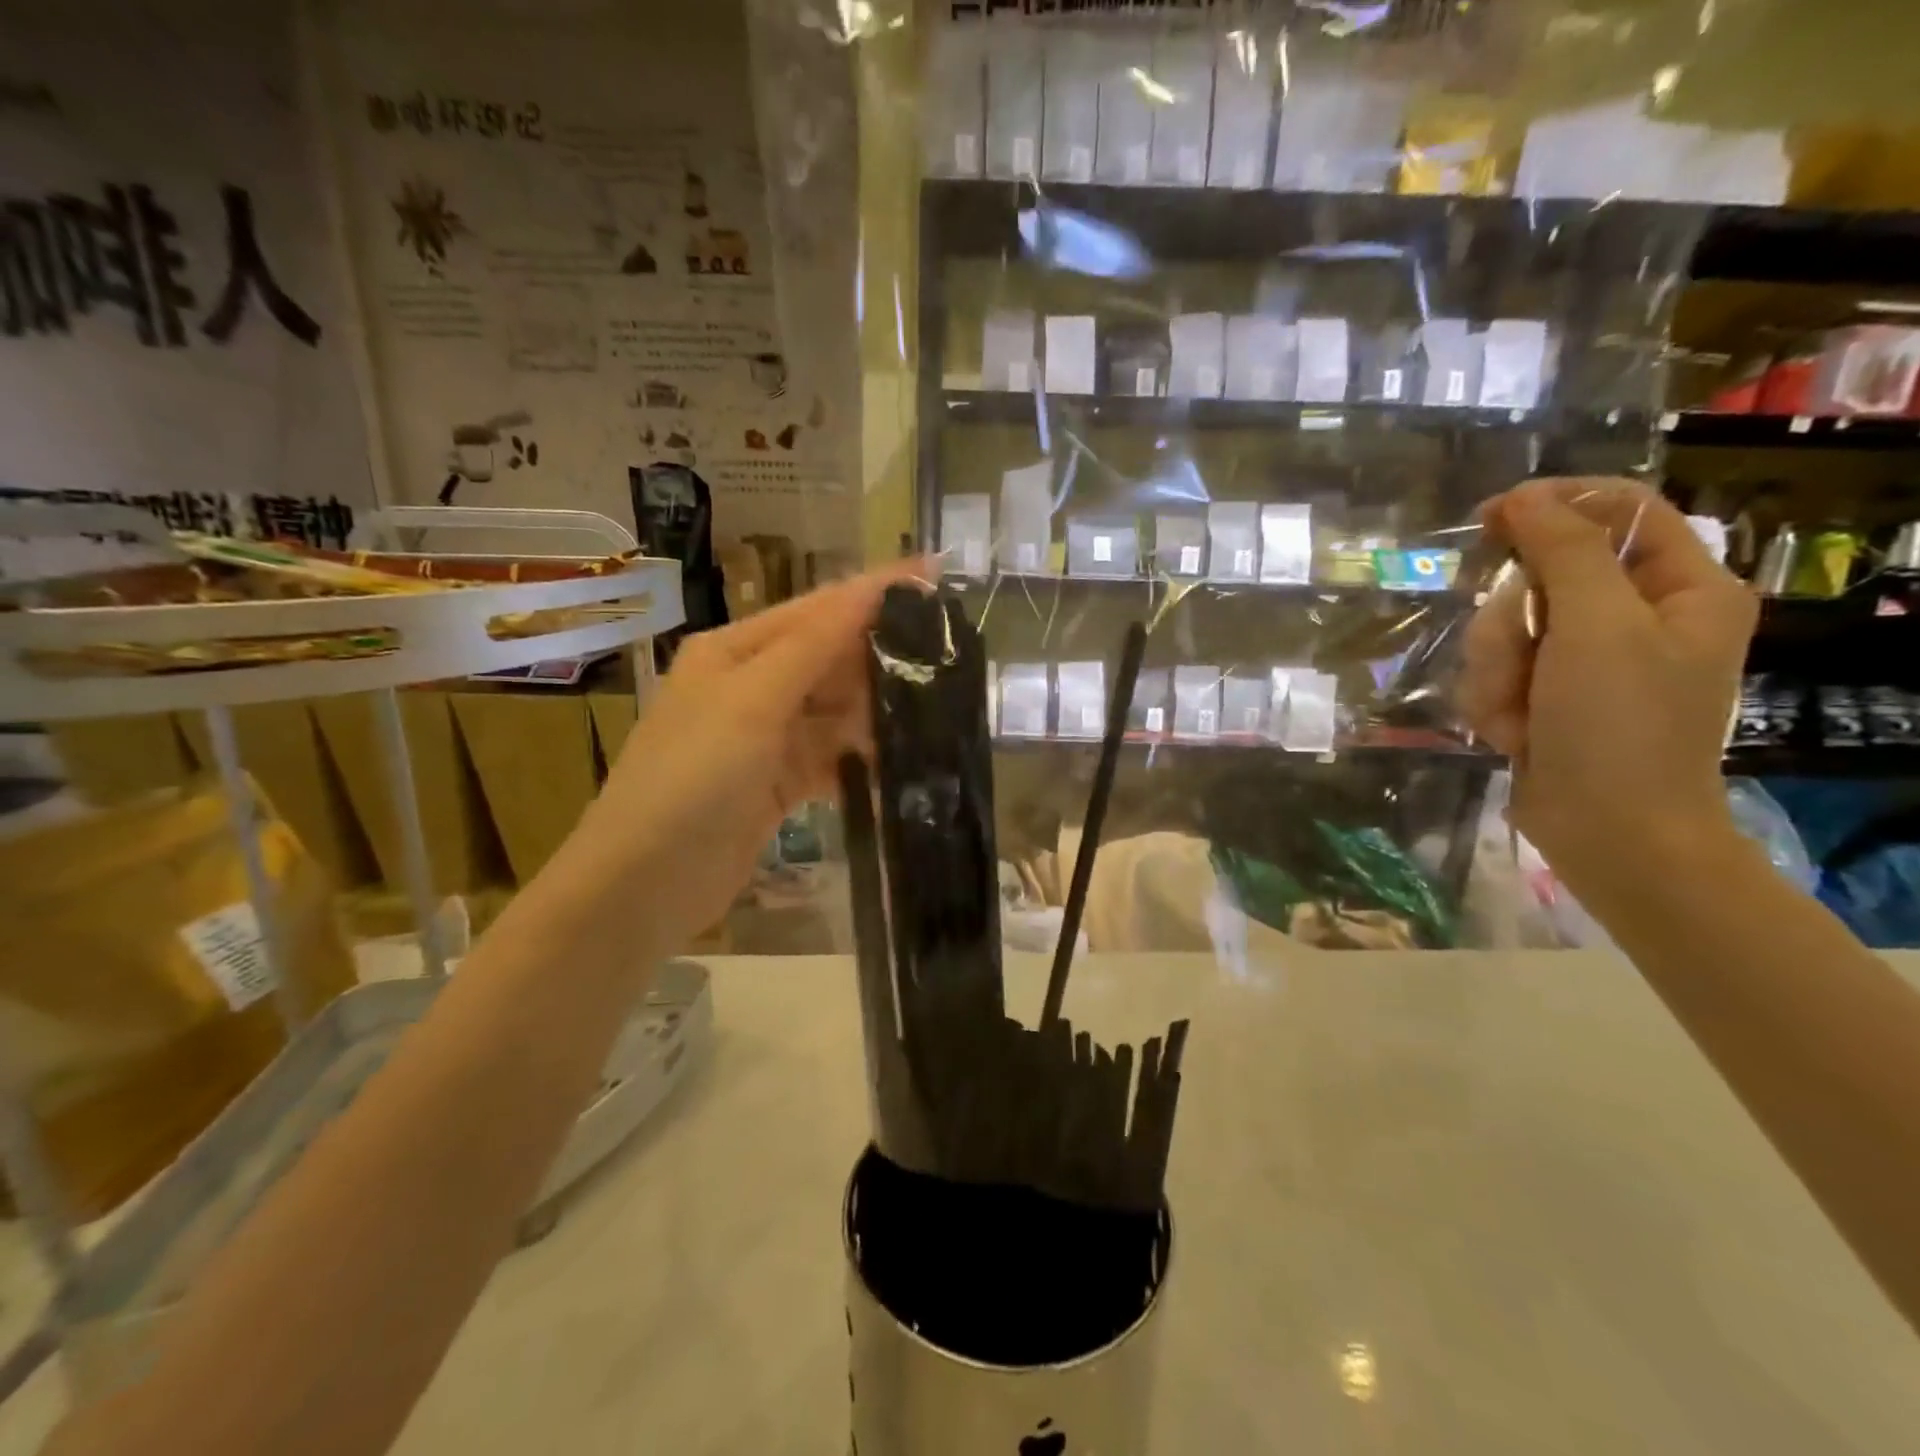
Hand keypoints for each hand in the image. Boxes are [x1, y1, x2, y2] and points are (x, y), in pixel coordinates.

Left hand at [562, 564, 925, 955]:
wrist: (644, 883)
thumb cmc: (693, 777)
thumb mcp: (753, 701)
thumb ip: (815, 645)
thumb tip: (872, 588)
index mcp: (736, 650)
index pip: (819, 609)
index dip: (877, 591)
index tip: (937, 572)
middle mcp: (751, 685)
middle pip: (830, 659)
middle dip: (883, 656)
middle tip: (951, 655)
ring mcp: (765, 736)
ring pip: (836, 711)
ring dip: (877, 713)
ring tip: (938, 710)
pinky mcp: (778, 782)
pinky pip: (831, 758)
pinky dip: (861, 761)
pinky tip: (900, 766)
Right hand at [1457, 479, 1757, 894]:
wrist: (1609, 832)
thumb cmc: (1620, 726)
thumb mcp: (1597, 626)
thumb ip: (1562, 552)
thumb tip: (1523, 497)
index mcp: (1681, 588)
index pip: (1620, 510)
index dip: (1554, 505)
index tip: (1490, 518)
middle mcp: (1636, 618)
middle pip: (1544, 576)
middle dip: (1513, 622)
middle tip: (1522, 660)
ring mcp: (1587, 662)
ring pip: (1507, 630)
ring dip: (1497, 671)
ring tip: (1520, 715)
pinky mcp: (1549, 696)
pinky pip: (1496, 672)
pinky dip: (1494, 702)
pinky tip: (1515, 735)